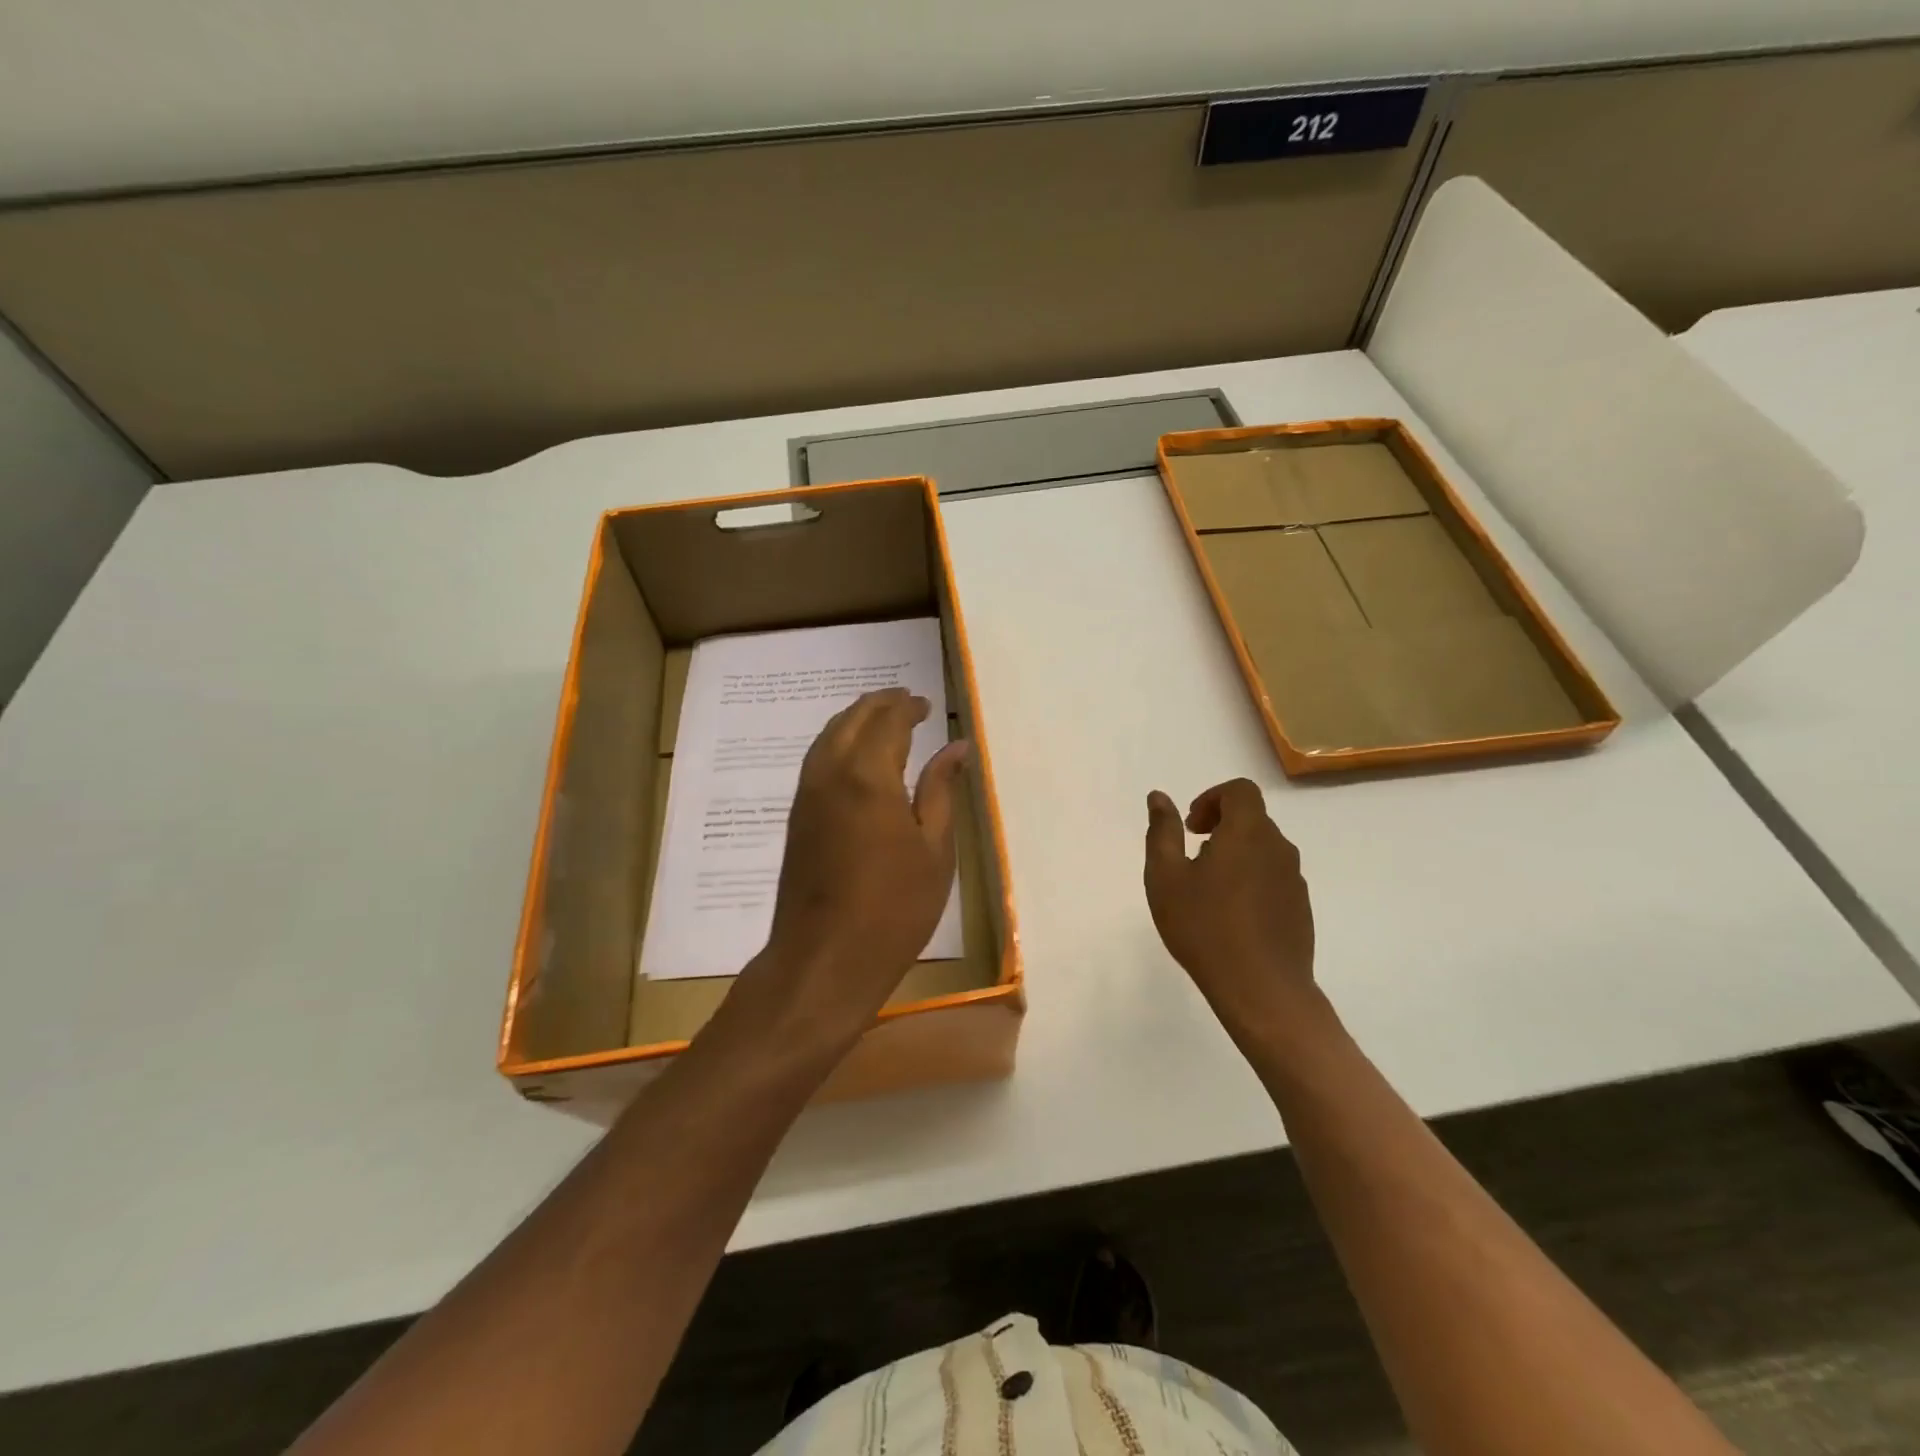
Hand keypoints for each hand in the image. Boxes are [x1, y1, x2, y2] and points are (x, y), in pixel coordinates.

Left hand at [734, 688, 967, 1053]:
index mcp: (869, 776)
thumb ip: (941, 790)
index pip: (888, 722)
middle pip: (852, 719)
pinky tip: (855, 756)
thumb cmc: (895, 908)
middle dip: (879, 705)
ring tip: (882, 719)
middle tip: (906, 701)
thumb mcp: (934, 850)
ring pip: (828, 736)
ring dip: (855, 719)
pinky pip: (817, 759)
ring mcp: (807, 794)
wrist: (824, 958)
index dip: (907, 708)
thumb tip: (956, 747)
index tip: (926, 704)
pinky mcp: (797, 816)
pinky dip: (838, 742)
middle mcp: (831, 773)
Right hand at [1143, 779, 1316, 1036]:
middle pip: (1252, 819)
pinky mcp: (1301, 908)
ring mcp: (1294, 880)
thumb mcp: (1166, 877)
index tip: (1191, 828)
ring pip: (1263, 849)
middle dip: (1220, 827)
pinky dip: (1251, 880)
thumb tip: (1159, 797)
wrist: (1262, 990)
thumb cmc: (1205, 927)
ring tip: (1207, 890)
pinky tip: (1230, 916)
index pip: (1240, 790)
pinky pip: (1273, 877)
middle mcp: (1278, 848)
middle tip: (1191, 858)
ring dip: (1235, 855)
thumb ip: (1162, 831)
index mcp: (1248, 832)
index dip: (1212, 799)